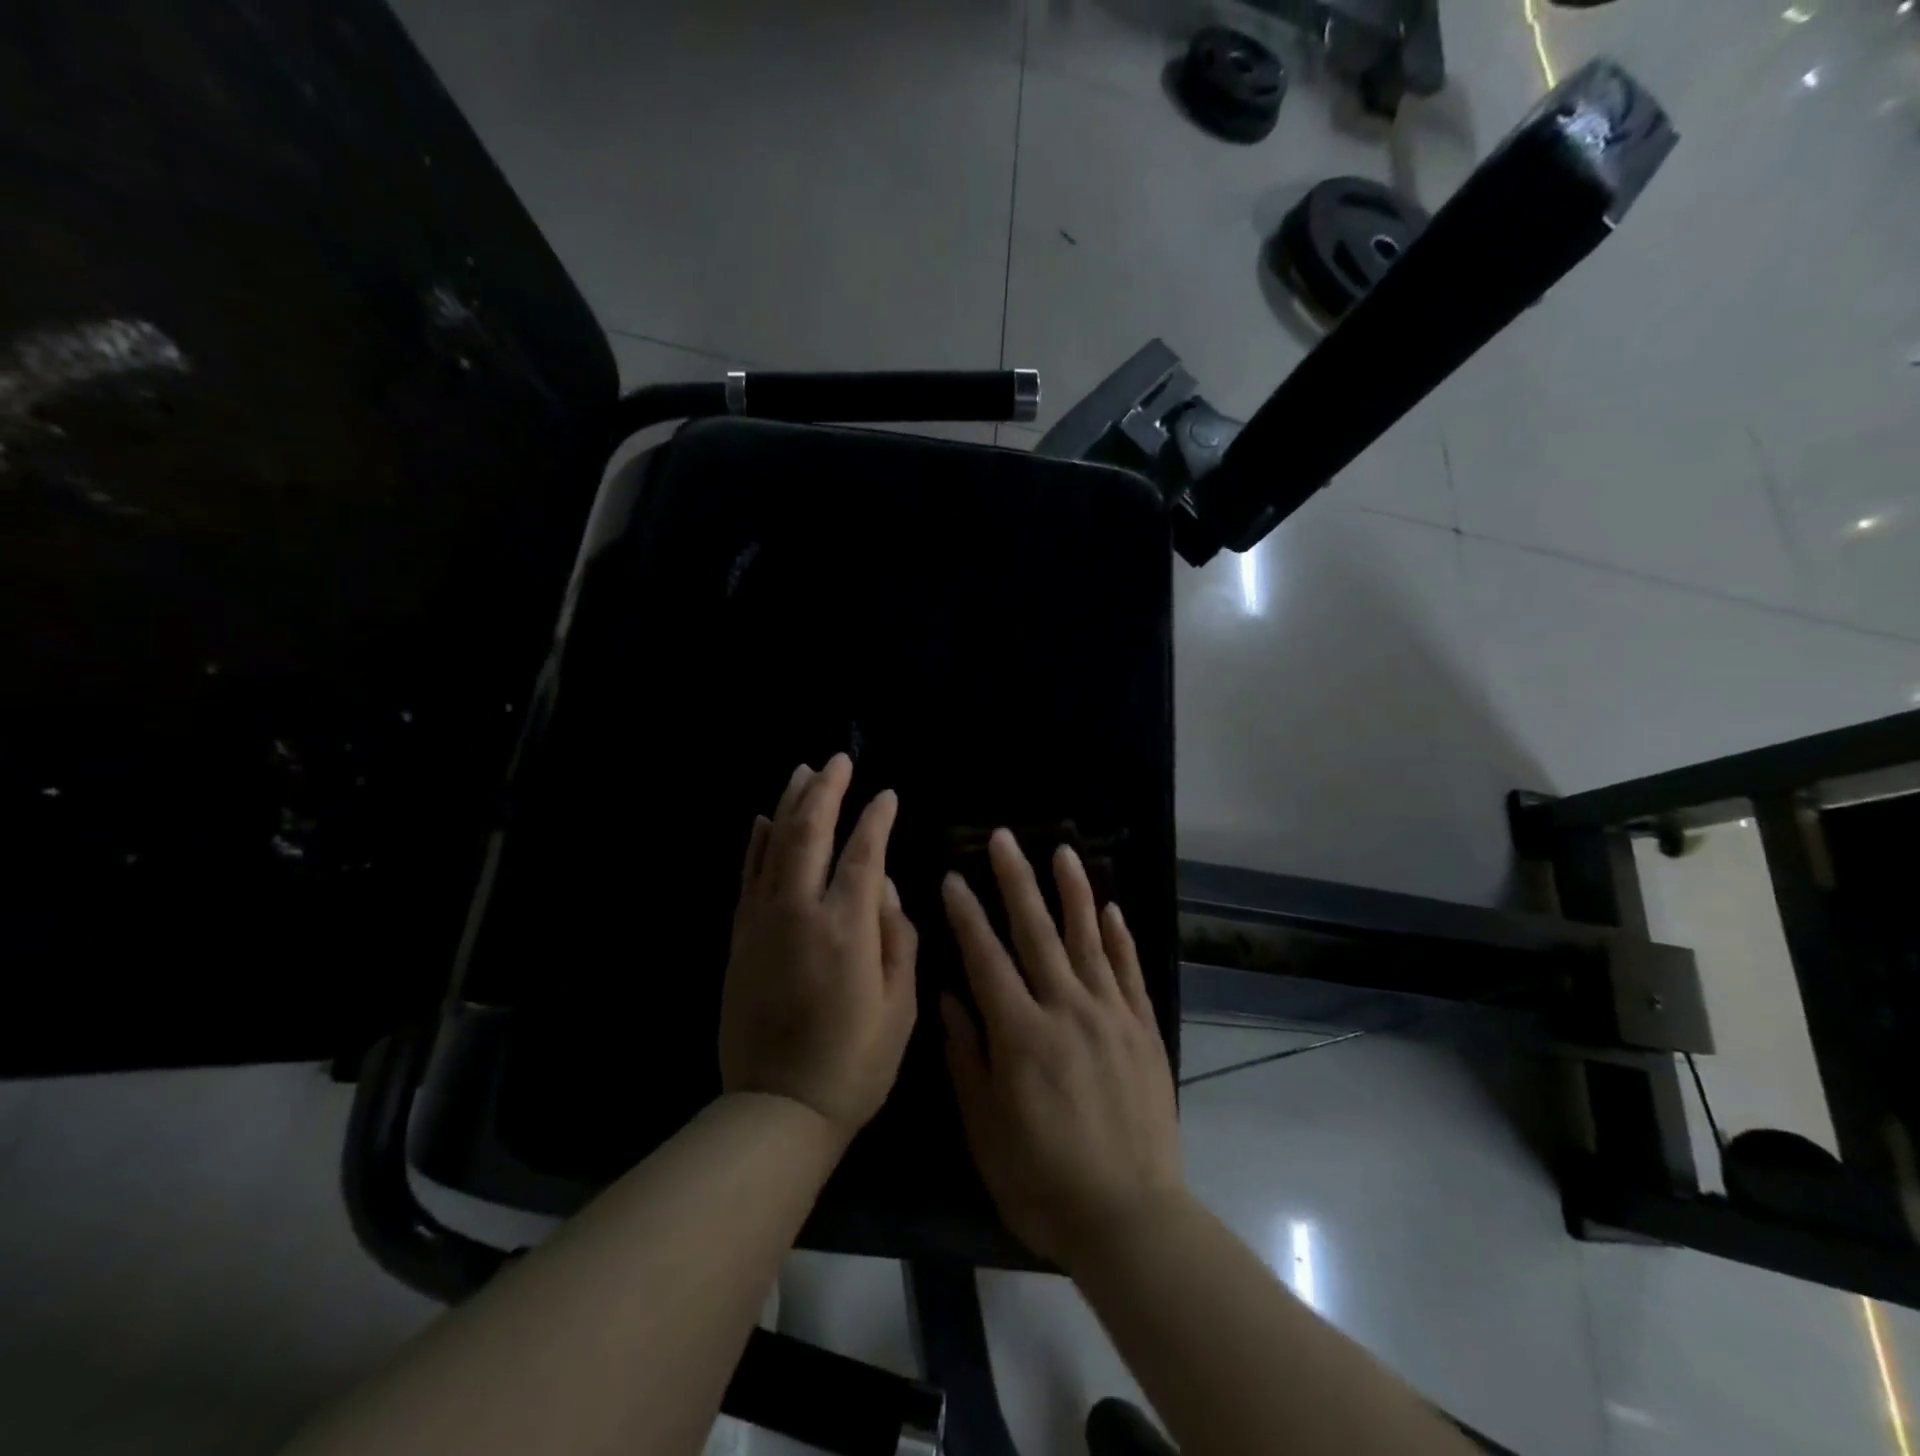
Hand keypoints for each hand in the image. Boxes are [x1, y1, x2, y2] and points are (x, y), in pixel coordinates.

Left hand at [720, 754, 918, 1141]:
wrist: (777, 1108)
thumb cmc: (854, 1063)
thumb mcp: (900, 1006)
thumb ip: (898, 937)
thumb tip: (887, 888)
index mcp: (846, 928)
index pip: (863, 853)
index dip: (877, 819)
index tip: (887, 795)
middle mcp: (800, 912)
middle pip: (811, 833)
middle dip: (827, 790)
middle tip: (839, 759)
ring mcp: (763, 922)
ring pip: (774, 845)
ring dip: (789, 804)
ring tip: (802, 771)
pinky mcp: (740, 938)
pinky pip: (747, 876)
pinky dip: (755, 843)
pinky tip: (762, 820)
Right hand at [941, 829, 1181, 1268]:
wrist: (1131, 1217)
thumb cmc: (1043, 1180)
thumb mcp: (986, 1128)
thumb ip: (967, 1055)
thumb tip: (950, 995)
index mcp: (1021, 1033)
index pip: (987, 957)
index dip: (967, 914)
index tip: (953, 877)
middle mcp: (1066, 1009)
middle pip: (1037, 931)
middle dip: (1016, 880)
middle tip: (1004, 838)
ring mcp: (1110, 1014)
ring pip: (1088, 937)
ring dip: (1072, 891)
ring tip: (1062, 850)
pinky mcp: (1143, 1029)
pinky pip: (1129, 970)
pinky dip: (1119, 936)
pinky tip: (1111, 908)